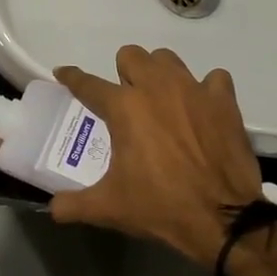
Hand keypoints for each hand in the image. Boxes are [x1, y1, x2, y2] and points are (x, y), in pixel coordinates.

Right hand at [52, 46, 263, 266]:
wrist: (224, 219)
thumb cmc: (160, 207)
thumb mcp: (108, 208)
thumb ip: (73, 204)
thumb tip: (52, 209)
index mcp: (123, 108)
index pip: (87, 83)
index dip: (71, 77)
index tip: (63, 73)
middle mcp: (155, 88)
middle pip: (130, 56)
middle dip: (123, 73)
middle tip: (126, 100)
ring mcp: (193, 90)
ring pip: (167, 59)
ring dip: (159, 74)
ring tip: (161, 99)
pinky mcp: (223, 101)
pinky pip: (213, 78)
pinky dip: (205, 89)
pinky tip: (200, 107)